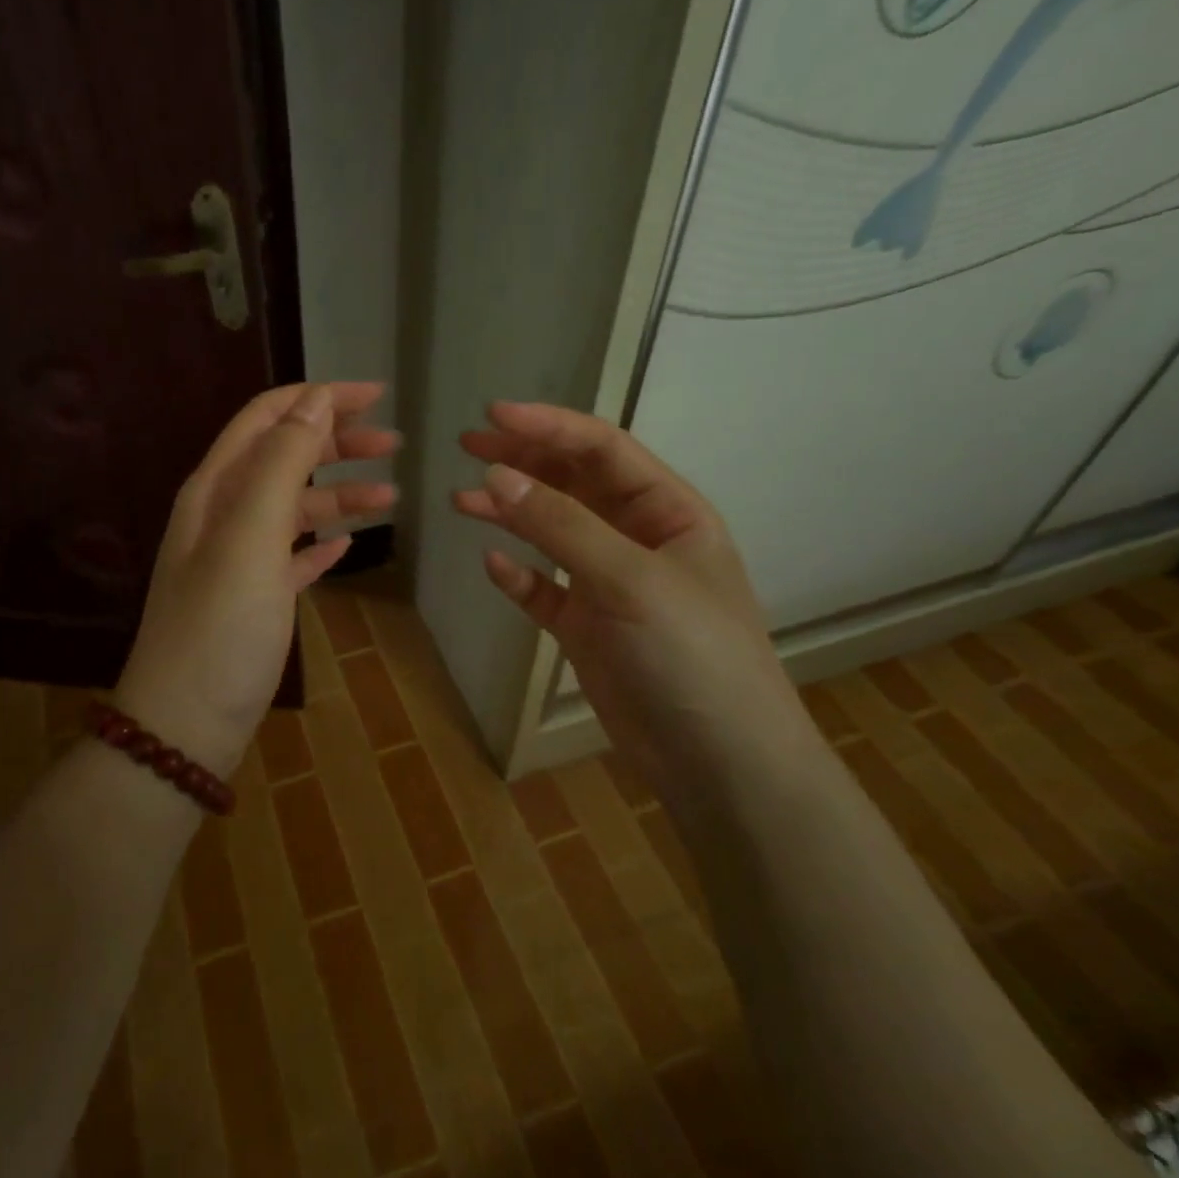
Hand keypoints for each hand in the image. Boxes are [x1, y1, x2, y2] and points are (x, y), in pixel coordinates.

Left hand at [116, 382, 397, 775]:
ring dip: (339, 494)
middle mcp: (224, 515)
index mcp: (216, 489)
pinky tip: (349, 545)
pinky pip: (293, 555)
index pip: (267, 419)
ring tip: (389, 497)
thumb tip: (315, 399)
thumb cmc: (220, 626)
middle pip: (285, 458)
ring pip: (295, 508)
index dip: (319, 399)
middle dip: (337, 443)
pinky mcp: (256, 599)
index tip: (375, 396)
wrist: (185, 723)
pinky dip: (321, 542)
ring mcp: (239, 559)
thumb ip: (280, 463)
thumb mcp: (250, 536)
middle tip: (394, 445)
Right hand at [454, 402, 818, 789]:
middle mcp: (638, 540)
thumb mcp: (630, 579)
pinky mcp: (587, 628)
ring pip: (552, 534)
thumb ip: (561, 526)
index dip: (549, 426)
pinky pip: (544, 590)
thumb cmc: (691, 655)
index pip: (603, 450)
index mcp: (669, 512)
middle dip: (523, 462)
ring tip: (461, 501)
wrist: (717, 762)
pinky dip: (518, 576)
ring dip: (510, 514)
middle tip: (466, 447)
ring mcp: (610, 586)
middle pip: (573, 484)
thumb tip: (493, 476)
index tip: (492, 415)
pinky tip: (493, 566)